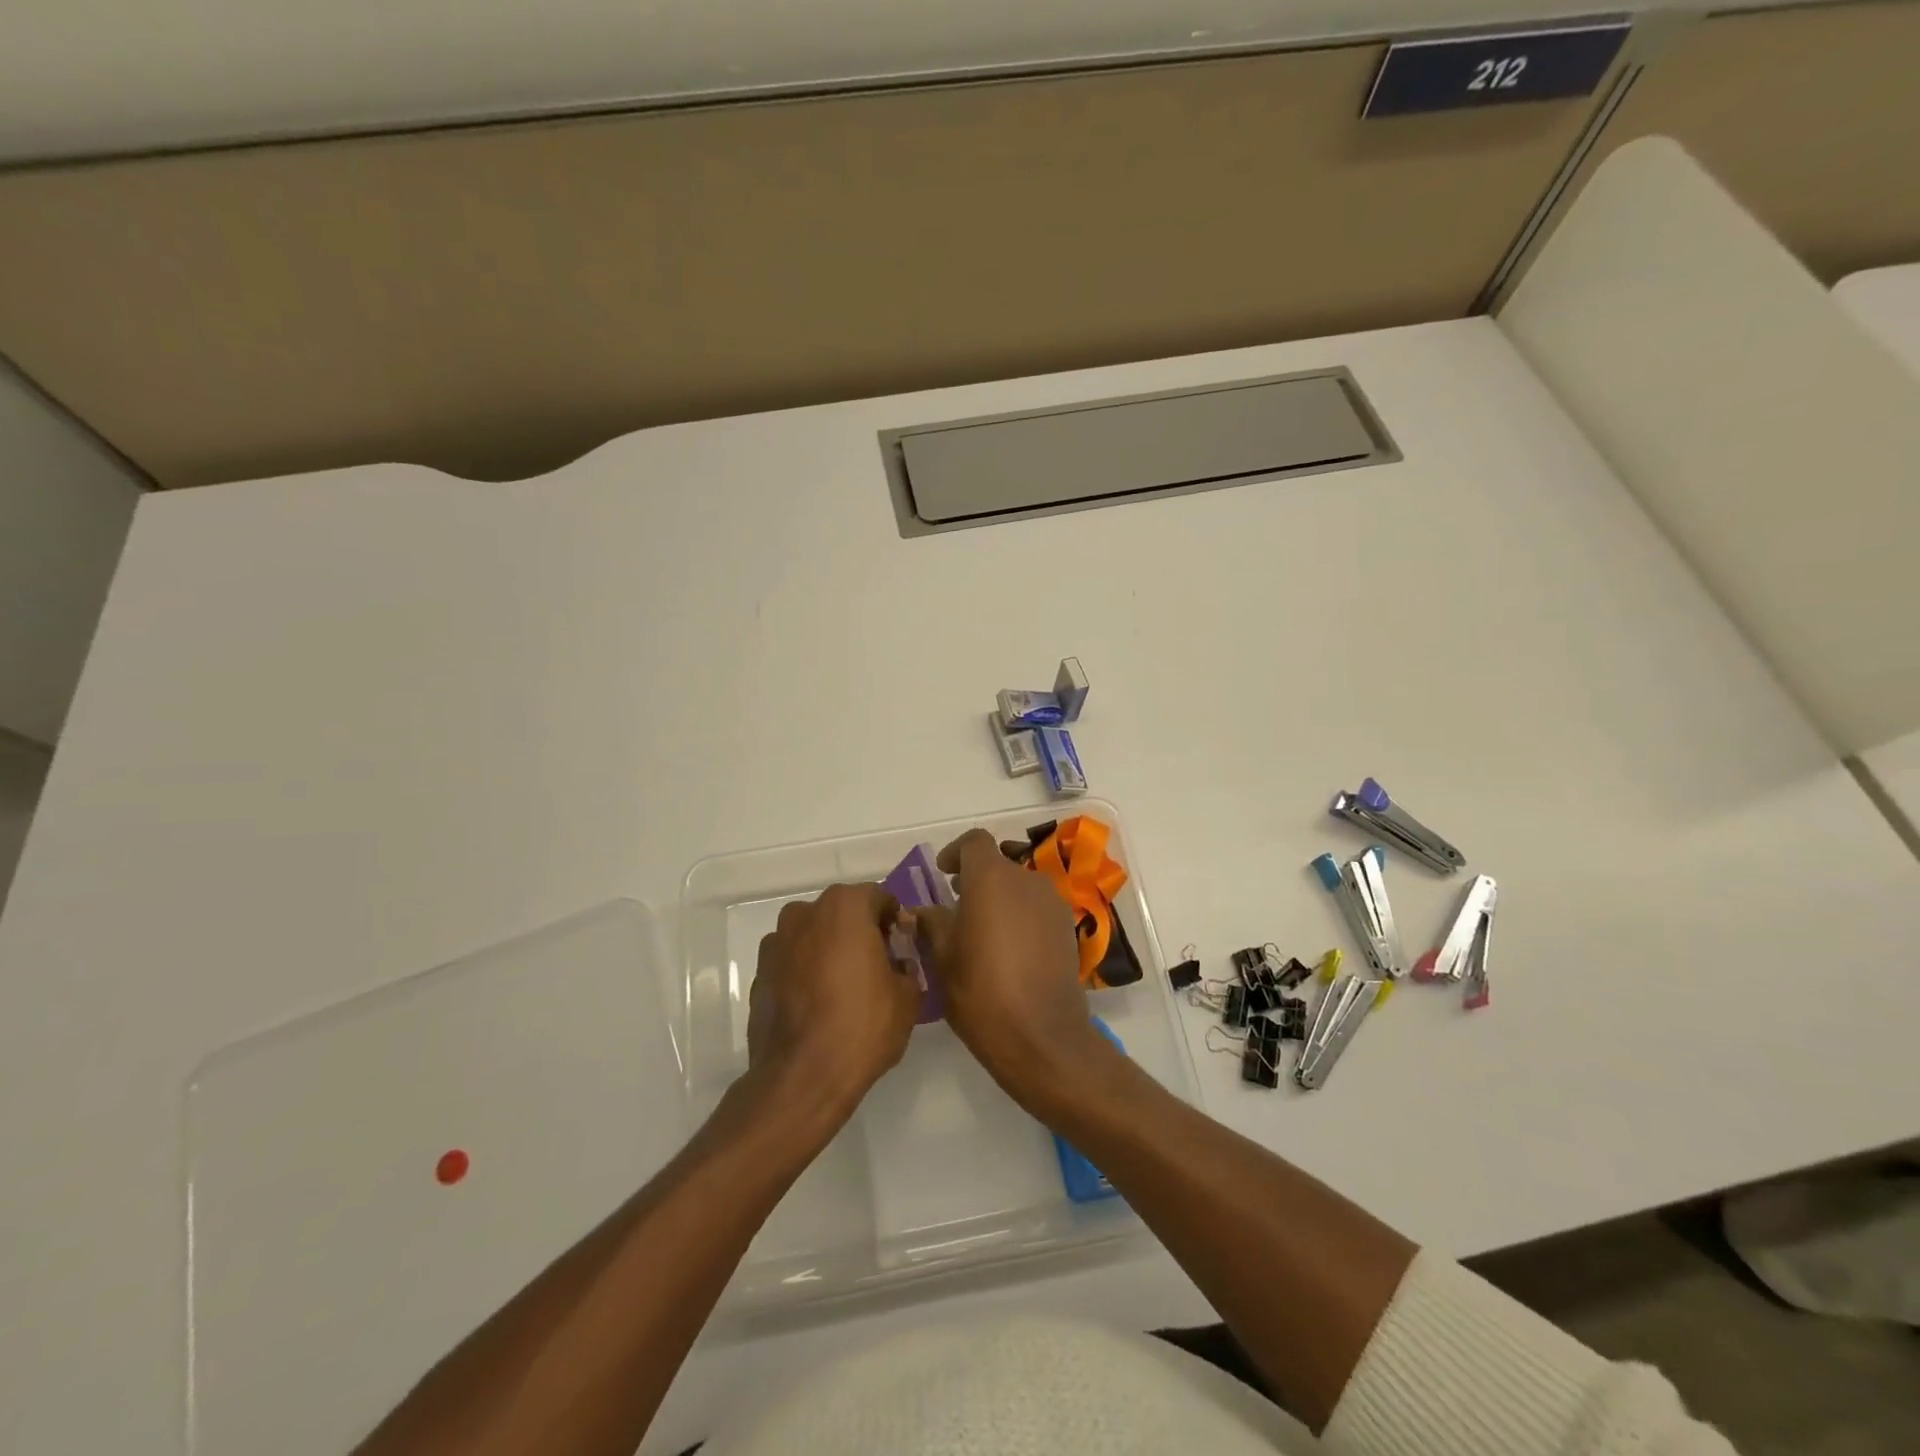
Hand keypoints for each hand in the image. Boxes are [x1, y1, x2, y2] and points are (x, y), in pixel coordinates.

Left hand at [746, 883, 920, 1120]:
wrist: (801, 1077)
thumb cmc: (862, 1026)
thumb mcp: (908, 997)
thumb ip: (907, 968)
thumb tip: (897, 965)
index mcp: (845, 907)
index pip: (878, 897)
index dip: (895, 921)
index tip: (902, 947)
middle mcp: (805, 913)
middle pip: (842, 913)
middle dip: (860, 932)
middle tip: (877, 966)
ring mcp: (776, 943)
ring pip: (814, 935)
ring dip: (830, 950)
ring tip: (844, 988)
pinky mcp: (759, 973)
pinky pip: (793, 962)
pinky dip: (806, 973)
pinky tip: (818, 1005)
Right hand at [916, 830, 1116, 1110]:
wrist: (1041, 1036)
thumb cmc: (981, 991)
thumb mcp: (943, 957)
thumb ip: (932, 923)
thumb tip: (922, 910)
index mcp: (992, 877)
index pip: (975, 842)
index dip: (956, 852)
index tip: (943, 874)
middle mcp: (1027, 880)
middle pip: (999, 864)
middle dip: (977, 879)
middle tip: (957, 907)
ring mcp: (1052, 903)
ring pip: (1020, 887)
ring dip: (1000, 898)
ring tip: (981, 931)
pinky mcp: (1067, 928)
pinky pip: (1037, 909)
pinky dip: (1020, 916)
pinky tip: (1008, 950)